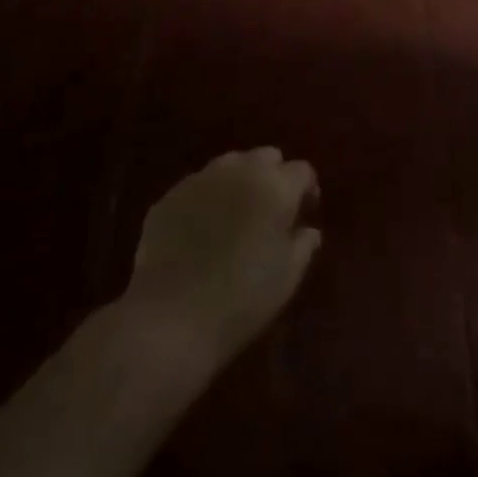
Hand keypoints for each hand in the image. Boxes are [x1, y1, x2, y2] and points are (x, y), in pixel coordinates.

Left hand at [123, 149, 321, 374]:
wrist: (171, 319)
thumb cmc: (242, 299)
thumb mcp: (287, 277)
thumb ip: (304, 245)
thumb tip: (308, 230)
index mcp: (275, 187)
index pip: (302, 171)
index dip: (306, 190)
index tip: (303, 214)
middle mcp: (240, 171)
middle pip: (266, 156)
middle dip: (273, 176)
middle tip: (270, 210)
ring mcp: (200, 180)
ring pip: (229, 164)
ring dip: (239, 181)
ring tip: (235, 214)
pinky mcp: (169, 197)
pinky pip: (197, 186)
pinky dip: (206, 198)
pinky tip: (201, 229)